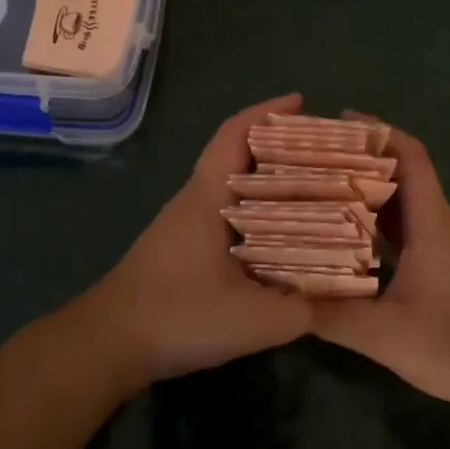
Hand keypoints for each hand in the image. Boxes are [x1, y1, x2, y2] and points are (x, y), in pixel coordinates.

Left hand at [56, 93, 314, 395]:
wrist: (106, 345)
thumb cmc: (177, 317)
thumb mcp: (253, 320)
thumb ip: (303, 309)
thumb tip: (344, 295)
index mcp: (208, 198)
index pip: (234, 135)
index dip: (267, 113)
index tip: (303, 103)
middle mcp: (196, 201)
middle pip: (239, 156)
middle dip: (281, 147)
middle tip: (327, 154)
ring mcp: (185, 225)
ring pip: (234, 187)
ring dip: (270, 181)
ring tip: (316, 190)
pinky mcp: (182, 249)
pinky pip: (228, 214)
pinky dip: (258, 211)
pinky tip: (283, 236)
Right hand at [308, 120, 449, 428]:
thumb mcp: (385, 335)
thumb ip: (333, 315)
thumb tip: (285, 297)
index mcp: (431, 223)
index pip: (411, 156)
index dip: (379, 131)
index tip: (339, 121)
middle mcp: (439, 224)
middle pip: (402, 174)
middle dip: (361, 159)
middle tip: (313, 158)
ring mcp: (443, 246)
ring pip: (403, 204)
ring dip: (367, 192)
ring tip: (320, 188)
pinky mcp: (443, 267)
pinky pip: (405, 230)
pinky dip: (376, 224)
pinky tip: (345, 237)